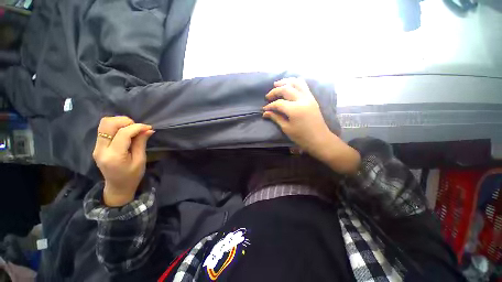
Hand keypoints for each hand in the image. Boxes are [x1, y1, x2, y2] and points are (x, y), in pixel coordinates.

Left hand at [93, 116, 153, 206]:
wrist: (118, 187)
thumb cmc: (132, 176)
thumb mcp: (140, 160)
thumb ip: (141, 143)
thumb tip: (148, 129)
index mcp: (114, 156)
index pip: (123, 133)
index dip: (137, 127)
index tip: (148, 127)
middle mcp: (101, 149)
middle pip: (107, 124)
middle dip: (125, 121)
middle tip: (137, 127)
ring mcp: (97, 147)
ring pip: (104, 124)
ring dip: (119, 122)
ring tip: (132, 129)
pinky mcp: (98, 146)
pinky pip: (104, 129)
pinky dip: (116, 126)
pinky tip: (126, 132)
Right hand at [263, 78, 359, 173]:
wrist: (319, 139)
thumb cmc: (302, 137)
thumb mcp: (286, 128)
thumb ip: (276, 118)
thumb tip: (265, 113)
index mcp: (295, 109)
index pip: (279, 103)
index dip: (270, 106)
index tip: (264, 109)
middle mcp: (302, 100)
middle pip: (286, 89)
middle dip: (275, 91)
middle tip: (268, 96)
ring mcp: (309, 97)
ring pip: (296, 82)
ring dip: (285, 82)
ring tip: (276, 84)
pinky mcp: (312, 98)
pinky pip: (303, 85)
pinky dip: (294, 83)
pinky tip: (289, 86)